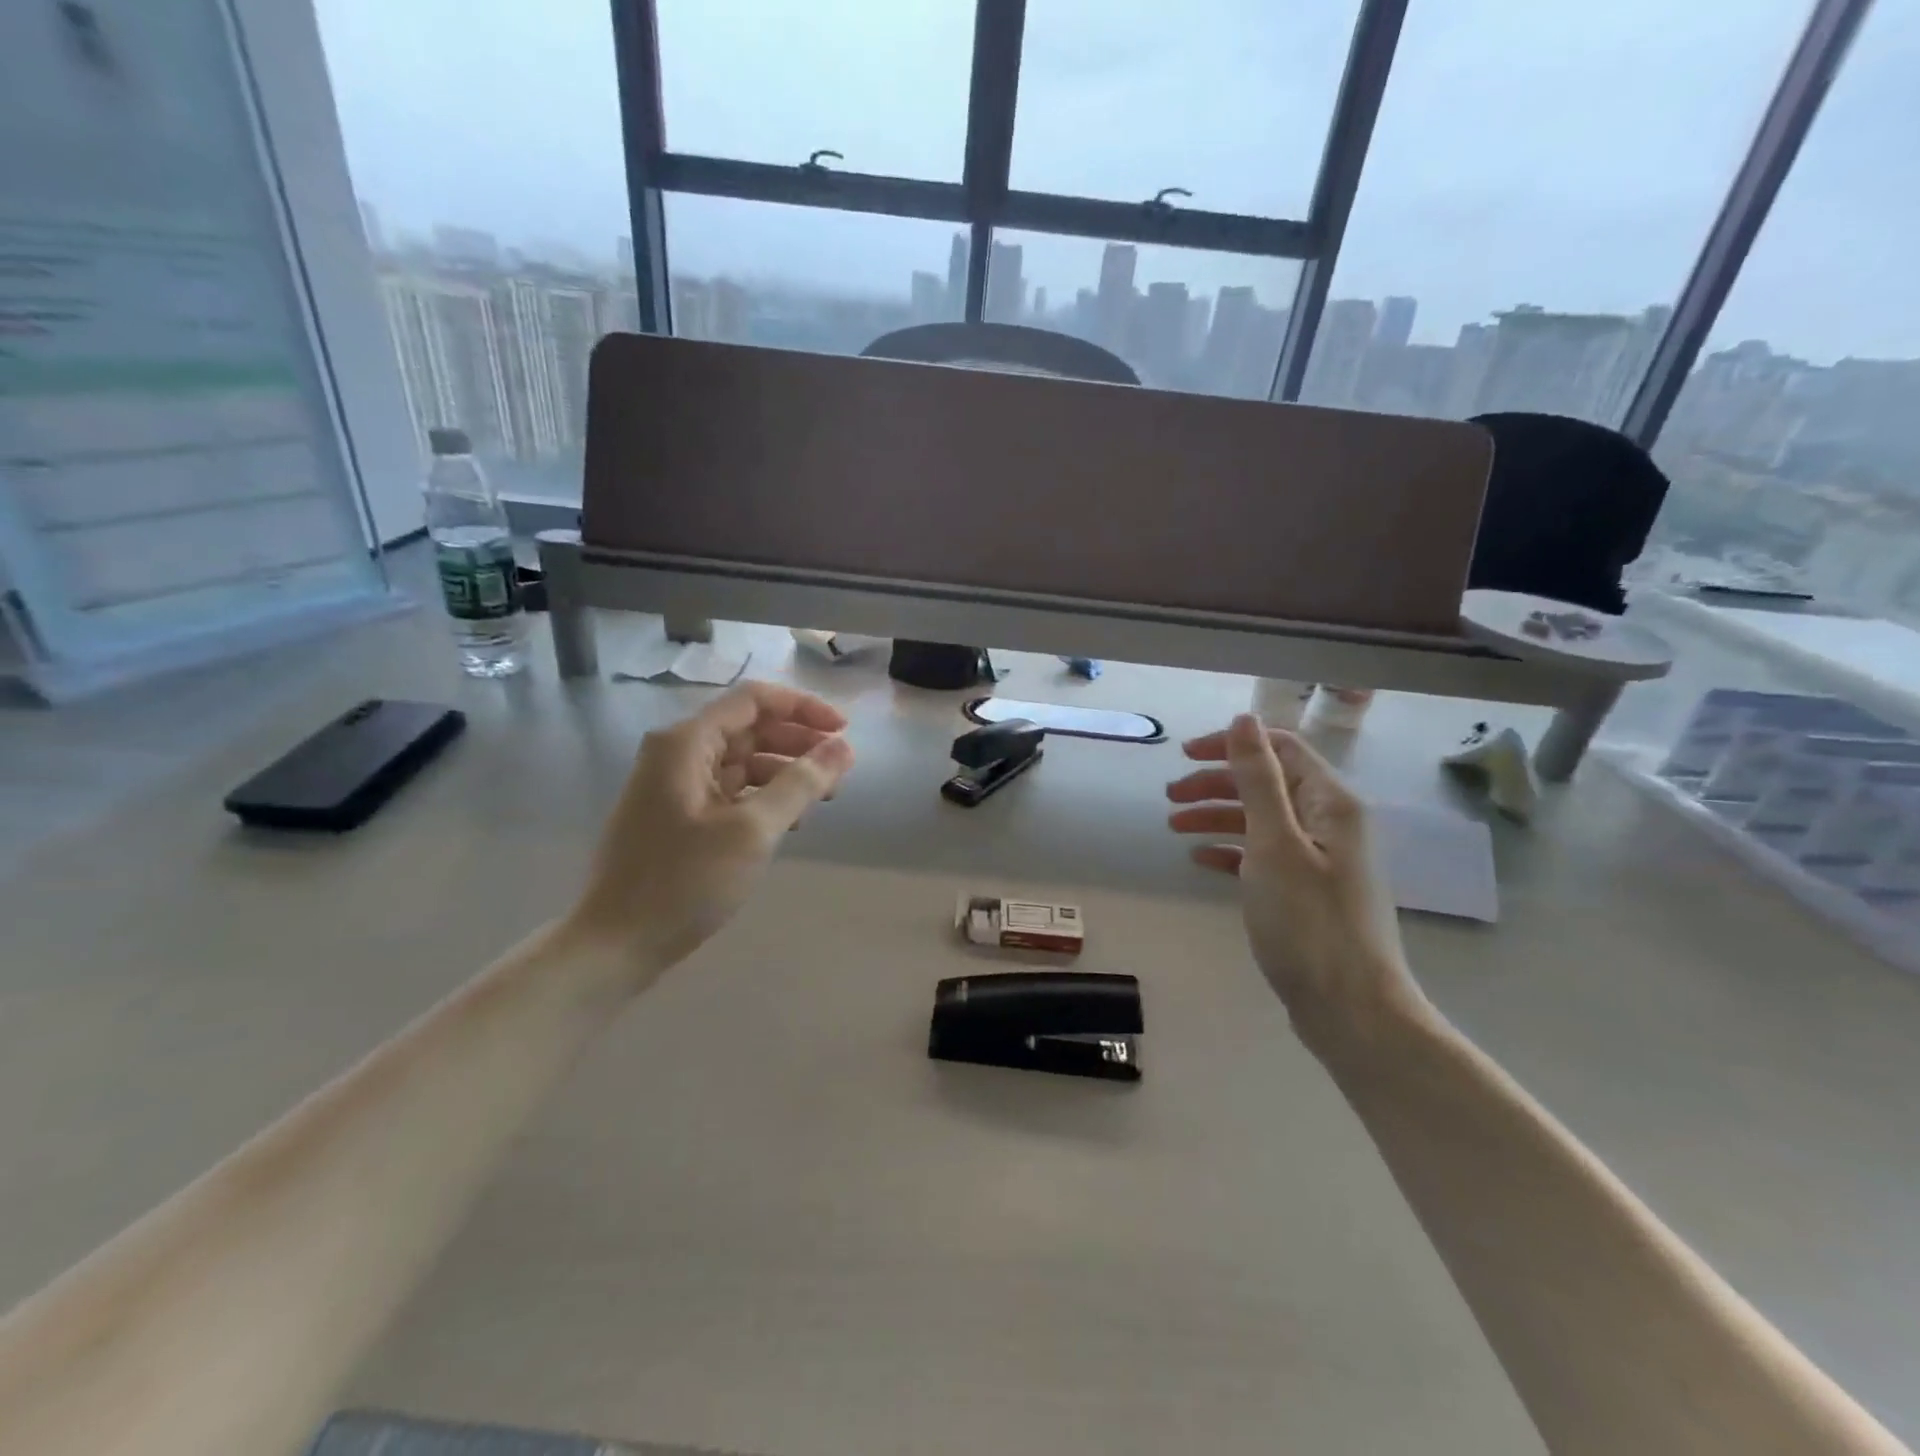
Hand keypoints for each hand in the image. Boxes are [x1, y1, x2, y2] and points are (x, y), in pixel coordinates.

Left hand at [567, 681, 853, 984]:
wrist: (615, 945)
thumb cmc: (684, 882)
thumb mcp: (752, 831)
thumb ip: (801, 784)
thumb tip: (844, 748)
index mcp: (687, 742)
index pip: (754, 700)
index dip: (804, 709)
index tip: (844, 733)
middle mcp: (678, 753)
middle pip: (751, 728)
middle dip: (799, 743)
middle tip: (839, 772)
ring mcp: (676, 785)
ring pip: (744, 760)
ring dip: (786, 772)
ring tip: (823, 799)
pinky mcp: (680, 815)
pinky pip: (732, 790)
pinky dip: (765, 797)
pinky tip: (790, 822)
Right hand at [1167, 715, 1430, 1055]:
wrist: (1350, 1009)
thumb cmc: (1308, 921)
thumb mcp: (1274, 843)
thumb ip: (1257, 779)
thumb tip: (1243, 719)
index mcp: (1330, 803)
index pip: (1281, 749)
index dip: (1232, 745)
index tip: (1185, 755)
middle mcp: (1330, 823)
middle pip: (1267, 784)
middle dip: (1217, 783)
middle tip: (1170, 795)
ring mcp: (1320, 860)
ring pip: (1261, 820)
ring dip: (1217, 816)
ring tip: (1174, 825)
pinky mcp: (1306, 891)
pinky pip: (1263, 855)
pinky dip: (1231, 850)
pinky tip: (1201, 858)